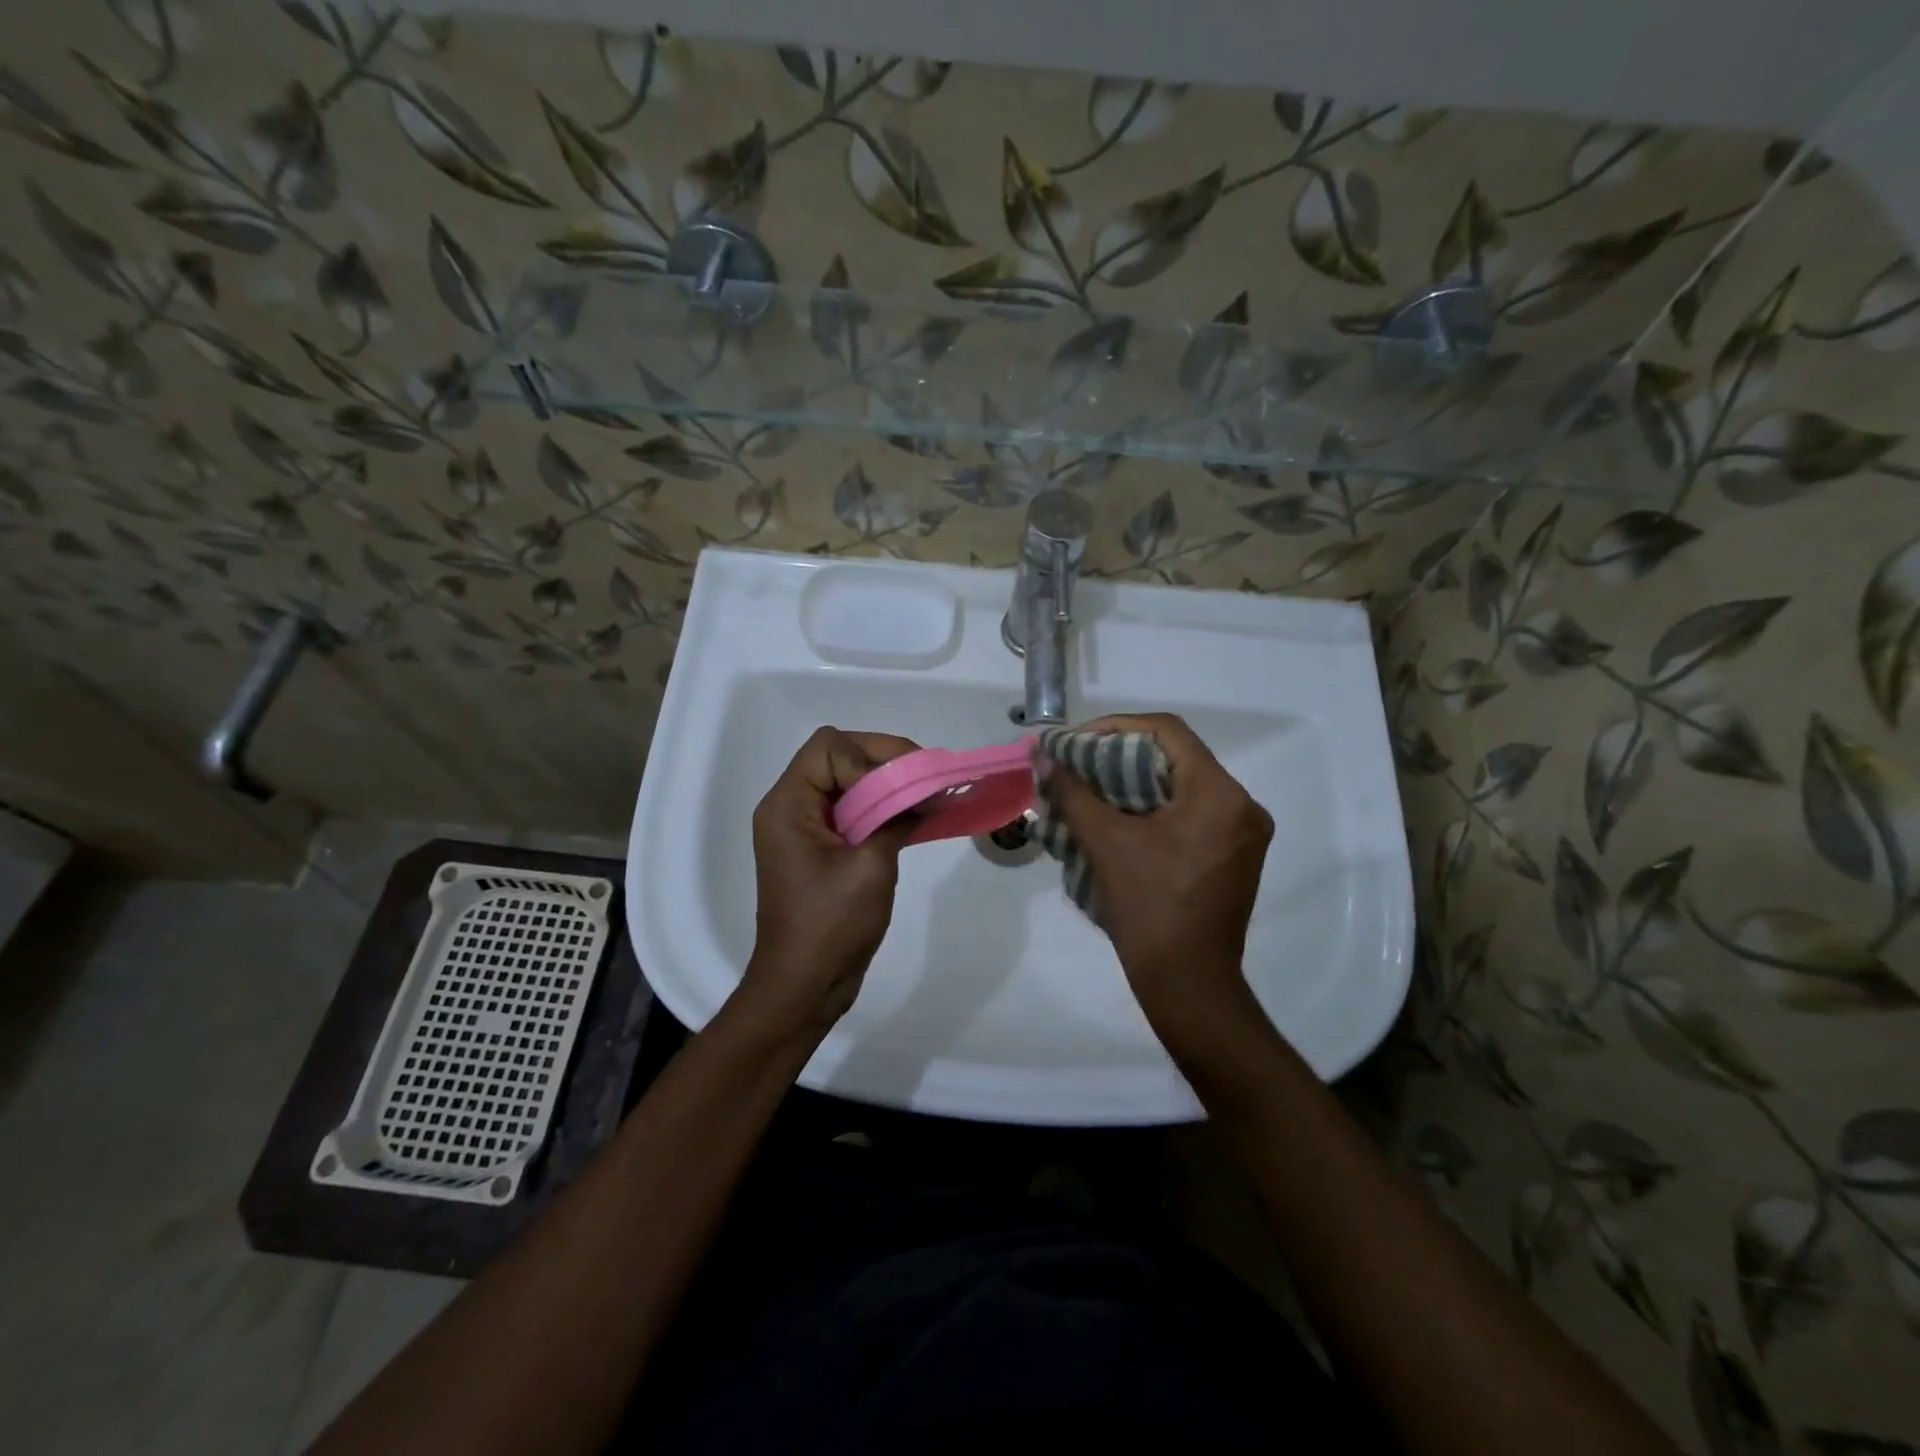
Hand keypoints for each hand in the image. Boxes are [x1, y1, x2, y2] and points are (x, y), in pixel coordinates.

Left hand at [735, 726, 920, 1036]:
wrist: (804, 987)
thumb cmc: (830, 926)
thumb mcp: (871, 866)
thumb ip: (897, 819)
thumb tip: (931, 792)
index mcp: (788, 805)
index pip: (829, 747)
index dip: (871, 755)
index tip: (908, 782)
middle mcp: (790, 808)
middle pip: (838, 757)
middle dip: (885, 762)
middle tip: (927, 777)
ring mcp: (805, 829)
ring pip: (848, 782)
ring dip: (888, 785)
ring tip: (927, 794)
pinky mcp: (821, 849)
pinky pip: (852, 811)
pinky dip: (883, 808)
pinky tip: (914, 817)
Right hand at [1046, 713, 1273, 1042]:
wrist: (1187, 983)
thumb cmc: (1148, 908)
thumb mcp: (1105, 843)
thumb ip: (1073, 793)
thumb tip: (1042, 759)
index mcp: (1219, 794)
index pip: (1167, 732)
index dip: (1116, 727)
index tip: (1077, 742)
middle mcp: (1242, 805)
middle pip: (1176, 757)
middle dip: (1121, 755)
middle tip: (1079, 764)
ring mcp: (1243, 833)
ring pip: (1183, 786)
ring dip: (1136, 782)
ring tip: (1092, 789)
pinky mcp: (1235, 856)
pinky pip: (1192, 812)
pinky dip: (1154, 807)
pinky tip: (1120, 819)